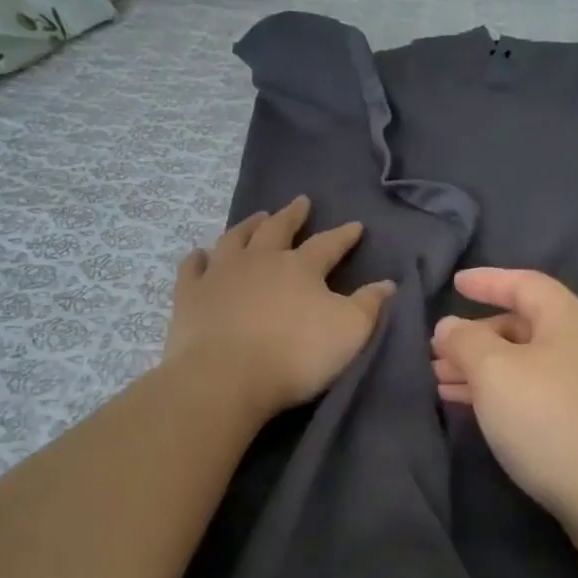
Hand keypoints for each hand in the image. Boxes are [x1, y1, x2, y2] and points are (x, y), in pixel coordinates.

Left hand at [167, 196, 395, 416]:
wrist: (226, 376)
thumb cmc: (295, 355)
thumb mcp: (349, 332)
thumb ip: (369, 306)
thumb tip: (387, 283)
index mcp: (300, 267)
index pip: (328, 244)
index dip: (344, 235)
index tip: (355, 226)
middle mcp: (259, 260)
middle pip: (278, 229)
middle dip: (292, 215)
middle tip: (300, 202)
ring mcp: (221, 274)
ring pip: (235, 239)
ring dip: (248, 226)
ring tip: (257, 217)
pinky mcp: (190, 295)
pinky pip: (192, 268)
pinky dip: (197, 259)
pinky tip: (199, 254)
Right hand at [432, 268, 577, 558]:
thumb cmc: (552, 421)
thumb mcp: (494, 373)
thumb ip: (464, 342)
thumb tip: (450, 326)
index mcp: (573, 318)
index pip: (525, 283)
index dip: (487, 281)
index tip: (455, 283)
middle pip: (527, 325)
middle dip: (478, 338)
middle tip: (438, 356)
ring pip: (534, 362)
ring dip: (488, 370)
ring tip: (446, 387)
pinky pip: (546, 390)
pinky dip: (511, 392)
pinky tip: (486, 411)